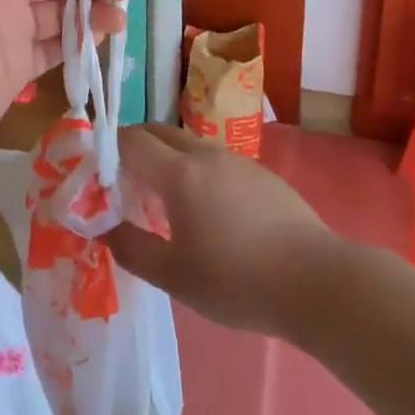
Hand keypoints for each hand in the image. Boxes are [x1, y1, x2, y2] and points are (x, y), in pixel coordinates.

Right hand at [105, 127, 336, 337]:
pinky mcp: (262, 174)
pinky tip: (208, 212)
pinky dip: (196, 172)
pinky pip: (215, 160)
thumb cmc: (237, 280)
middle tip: (124, 184)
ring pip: (189, 145)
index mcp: (179, 173)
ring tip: (164, 202)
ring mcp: (237, 161)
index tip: (97, 176)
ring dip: (167, 160)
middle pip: (159, 133)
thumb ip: (132, 249)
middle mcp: (206, 154)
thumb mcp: (174, 276)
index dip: (108, 151)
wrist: (317, 281)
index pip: (131, 140)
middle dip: (135, 148)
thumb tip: (105, 228)